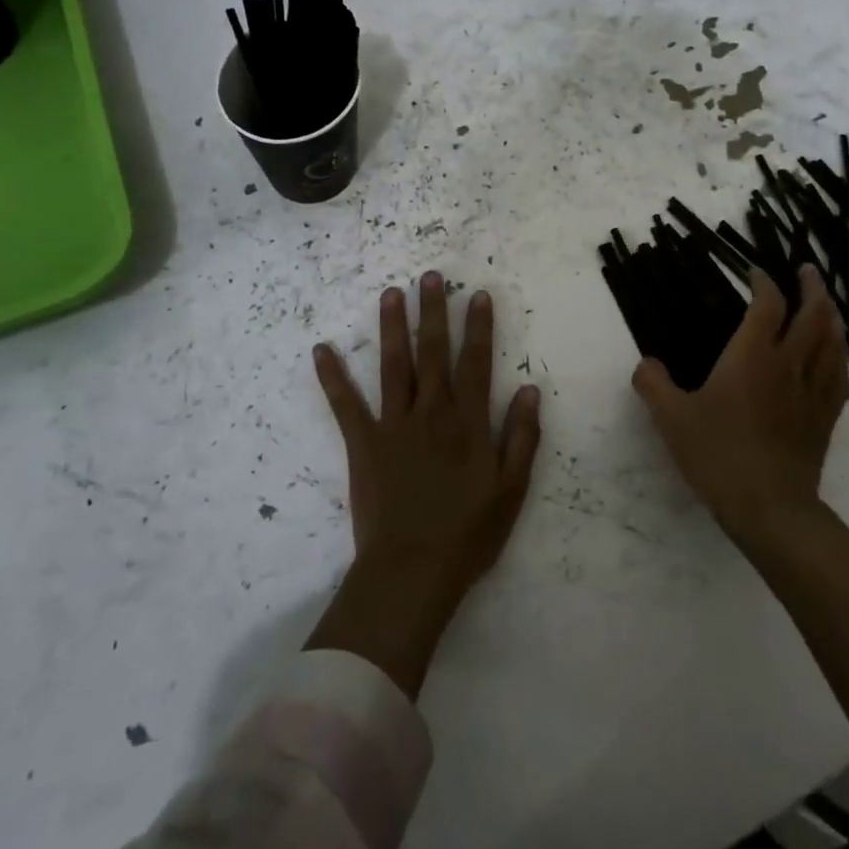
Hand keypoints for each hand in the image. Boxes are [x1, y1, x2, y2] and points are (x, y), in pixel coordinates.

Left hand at [306, 272, 542, 695]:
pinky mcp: (363, 443)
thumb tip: (528, 388)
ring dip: (393, 327)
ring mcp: (394, 424)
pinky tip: (321, 350)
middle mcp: (431, 411)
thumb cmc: (468, 533)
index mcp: (468, 421)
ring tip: (390, 293)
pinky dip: (332, 377)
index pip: (476, 362)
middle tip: (430, 276)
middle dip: (433, 311)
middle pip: (434, 351)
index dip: (479, 326)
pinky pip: (345, 405)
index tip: (477, 295)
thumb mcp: (511, 489)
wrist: (412, 572)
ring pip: (394, 365)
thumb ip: (521, 436)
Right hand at [633, 265, 848, 540]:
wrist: (770, 507)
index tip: (755, 272)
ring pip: (833, 341)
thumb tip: (645, 363)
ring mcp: (813, 391)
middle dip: (811, 287)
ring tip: (826, 304)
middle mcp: (789, 364)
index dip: (763, 282)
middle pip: (813, 314)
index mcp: (753, 356)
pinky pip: (840, 374)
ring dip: (831, 315)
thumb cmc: (719, 454)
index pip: (767, 304)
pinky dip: (839, 354)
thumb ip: (653, 384)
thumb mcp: (671, 418)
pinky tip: (835, 356)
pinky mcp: (826, 417)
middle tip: (806, 271)